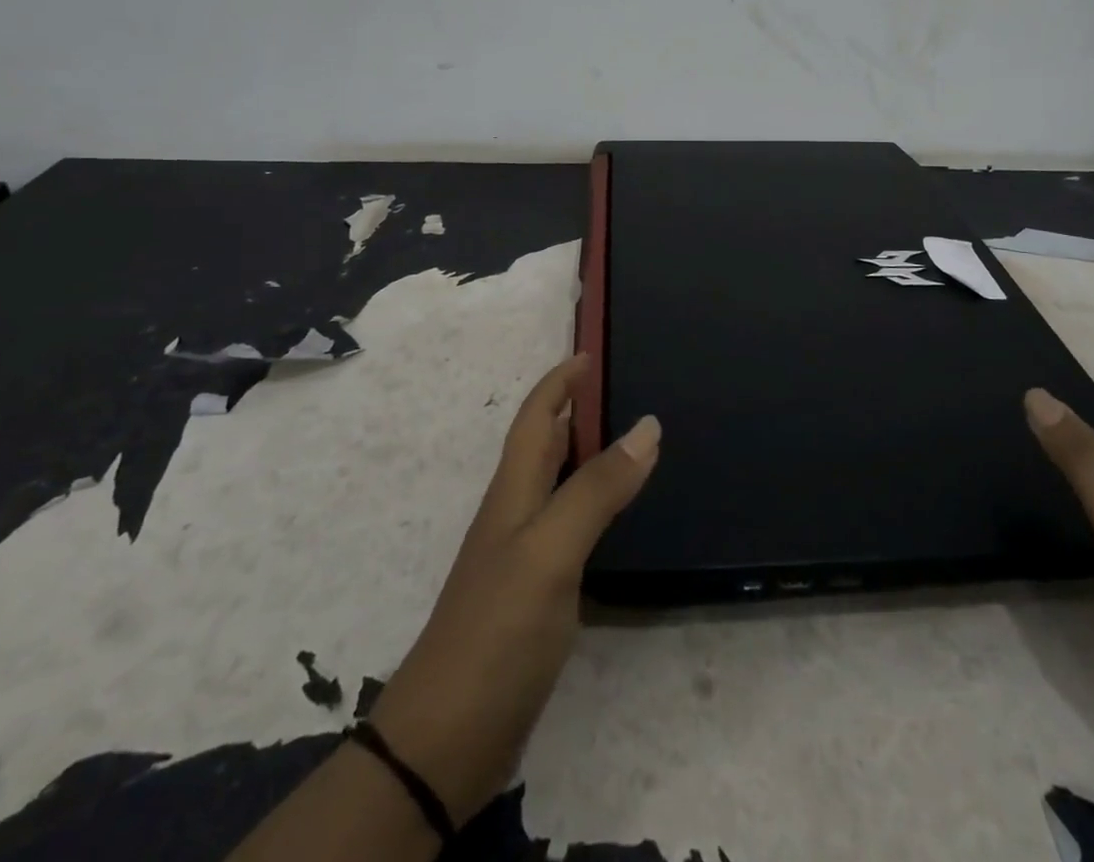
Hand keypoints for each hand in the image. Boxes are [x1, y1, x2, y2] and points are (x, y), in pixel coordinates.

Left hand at [367, 354, 659, 825]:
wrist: (446, 740)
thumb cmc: (497, 630)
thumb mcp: (551, 550)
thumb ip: (597, 488)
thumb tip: (647, 424)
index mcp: (513, 492)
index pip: (536, 418)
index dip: (559, 382)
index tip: (589, 353)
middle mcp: (515, 514)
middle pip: (544, 445)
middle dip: (576, 410)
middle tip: (624, 391)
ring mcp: (522, 557)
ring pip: (558, 485)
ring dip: (586, 455)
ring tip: (631, 442)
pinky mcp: (534, 596)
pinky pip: (568, 528)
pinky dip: (593, 506)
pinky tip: (618, 519)